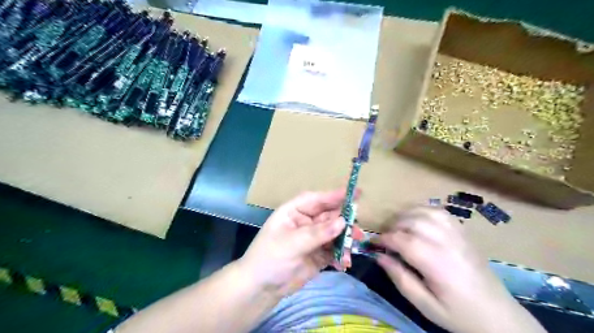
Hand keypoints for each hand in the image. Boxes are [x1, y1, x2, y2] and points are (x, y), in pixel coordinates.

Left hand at [237, 189, 354, 297]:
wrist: (261, 289)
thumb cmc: (269, 259)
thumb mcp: (291, 244)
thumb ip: (317, 233)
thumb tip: (343, 222)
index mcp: (294, 212)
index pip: (316, 200)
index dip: (335, 195)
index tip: (356, 194)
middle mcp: (305, 222)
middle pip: (329, 216)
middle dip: (345, 222)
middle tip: (358, 231)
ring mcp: (313, 239)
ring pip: (335, 233)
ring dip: (345, 240)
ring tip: (353, 248)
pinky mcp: (318, 255)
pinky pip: (334, 250)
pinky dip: (341, 254)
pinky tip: (344, 263)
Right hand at [378, 208, 544, 332]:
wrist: (497, 315)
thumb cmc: (458, 313)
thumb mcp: (424, 304)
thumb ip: (400, 278)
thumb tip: (379, 256)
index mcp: (437, 264)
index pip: (403, 241)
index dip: (383, 239)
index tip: (373, 243)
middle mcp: (447, 243)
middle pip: (412, 221)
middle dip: (393, 226)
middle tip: (386, 238)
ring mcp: (457, 234)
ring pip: (425, 211)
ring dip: (406, 216)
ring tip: (398, 228)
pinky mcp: (463, 232)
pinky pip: (439, 212)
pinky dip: (422, 211)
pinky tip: (417, 220)